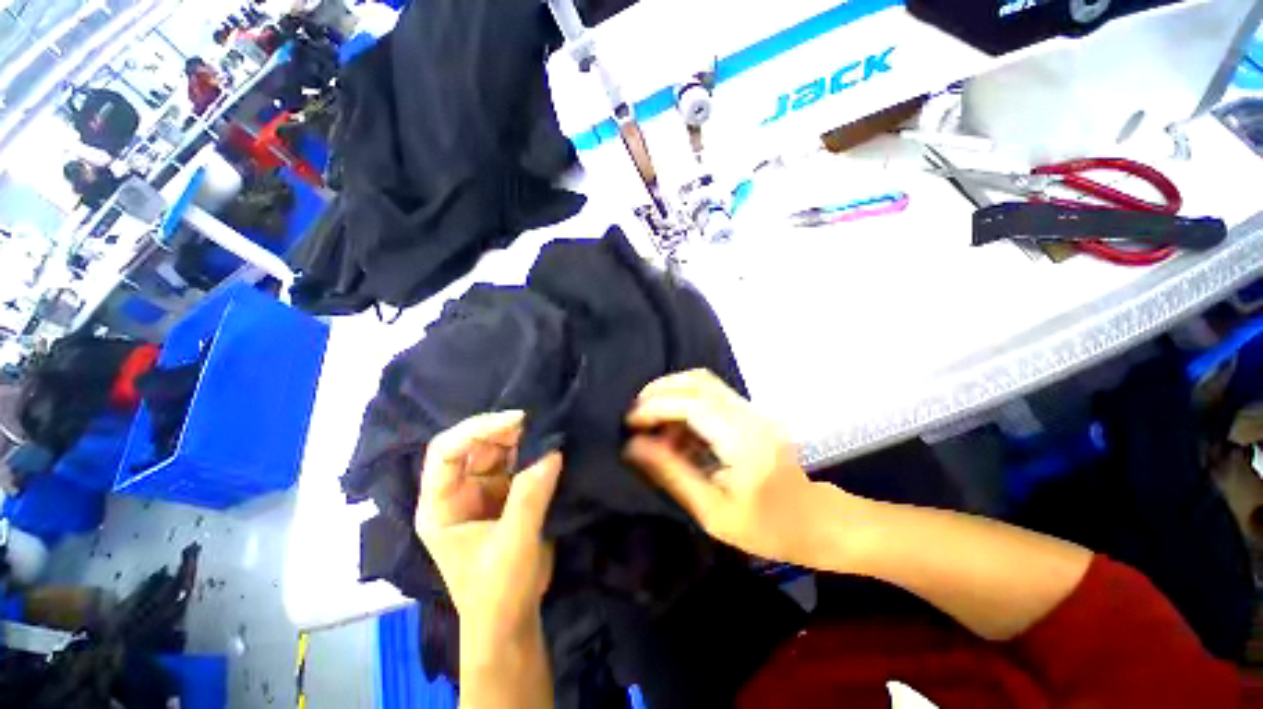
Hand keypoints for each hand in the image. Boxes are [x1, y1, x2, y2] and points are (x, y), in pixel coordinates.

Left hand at [416, 411, 560, 648]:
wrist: (513, 621)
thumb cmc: (498, 590)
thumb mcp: (512, 544)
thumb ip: (530, 496)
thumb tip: (553, 452)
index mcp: (440, 505)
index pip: (446, 452)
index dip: (476, 430)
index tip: (515, 421)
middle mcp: (459, 492)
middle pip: (476, 446)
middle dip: (504, 431)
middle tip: (537, 421)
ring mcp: (485, 492)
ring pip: (500, 452)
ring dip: (522, 439)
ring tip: (547, 428)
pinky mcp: (508, 495)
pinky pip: (519, 464)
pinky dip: (534, 453)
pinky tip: (550, 444)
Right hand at [624, 369, 837, 564]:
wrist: (817, 520)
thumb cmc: (768, 528)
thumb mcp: (714, 513)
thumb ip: (673, 474)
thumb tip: (634, 447)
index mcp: (743, 441)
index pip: (692, 404)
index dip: (657, 407)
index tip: (631, 423)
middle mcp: (749, 414)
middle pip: (698, 381)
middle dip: (659, 391)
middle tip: (636, 416)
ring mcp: (752, 409)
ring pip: (703, 382)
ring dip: (671, 393)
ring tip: (651, 421)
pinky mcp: (750, 411)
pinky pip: (710, 394)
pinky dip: (685, 401)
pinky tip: (674, 427)